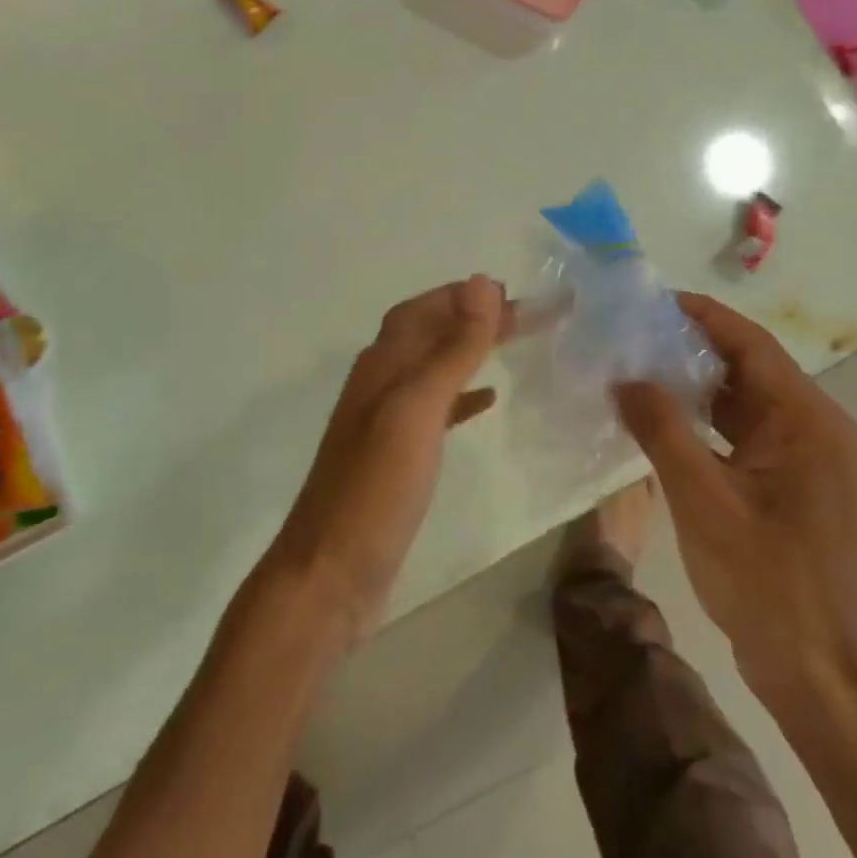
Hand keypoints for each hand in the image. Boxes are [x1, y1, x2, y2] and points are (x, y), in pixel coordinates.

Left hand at [266, 276, 507, 647]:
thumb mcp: (417, 410)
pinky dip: (463, 394)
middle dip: (472, 318)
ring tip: (512, 344)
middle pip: (429, 334)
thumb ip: (452, 349)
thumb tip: (483, 283)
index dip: (464, 296)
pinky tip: (488, 400)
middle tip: (525, 316)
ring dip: (470, 350)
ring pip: (433, 368)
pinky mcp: (397, 457)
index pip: (424, 309)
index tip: (514, 293)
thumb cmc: (376, 488)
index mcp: (382, 365)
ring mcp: (385, 423)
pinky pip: (436, 409)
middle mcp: (380, 384)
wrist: (331, 574)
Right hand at [614, 293, 856, 714]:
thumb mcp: (701, 498)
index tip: (650, 300)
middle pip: (752, 369)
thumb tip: (624, 378)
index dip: (701, 316)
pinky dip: (713, 422)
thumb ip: (660, 429)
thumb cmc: (763, 580)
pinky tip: (669, 422)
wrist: (816, 672)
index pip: (751, 344)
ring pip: (751, 403)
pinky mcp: (802, 485)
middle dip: (693, 349)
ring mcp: (815, 459)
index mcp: (809, 421)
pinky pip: (753, 434)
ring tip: (642, 370)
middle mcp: (821, 429)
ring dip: (700, 387)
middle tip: (634, 335)